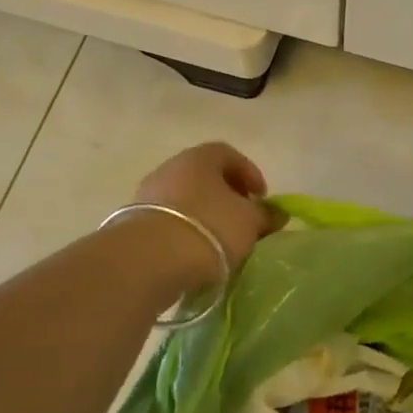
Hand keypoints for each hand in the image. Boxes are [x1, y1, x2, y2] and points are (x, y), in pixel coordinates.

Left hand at [133, 142, 275, 275]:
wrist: (151, 258)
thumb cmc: (210, 228)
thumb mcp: (249, 222)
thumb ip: (265, 215)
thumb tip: (278, 214)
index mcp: (200, 158)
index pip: (228, 154)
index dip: (249, 173)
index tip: (261, 198)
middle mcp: (170, 167)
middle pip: (204, 176)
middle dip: (227, 195)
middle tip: (242, 219)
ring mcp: (148, 194)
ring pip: (185, 198)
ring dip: (204, 213)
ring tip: (220, 240)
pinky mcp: (134, 221)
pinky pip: (168, 219)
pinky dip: (185, 229)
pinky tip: (195, 251)